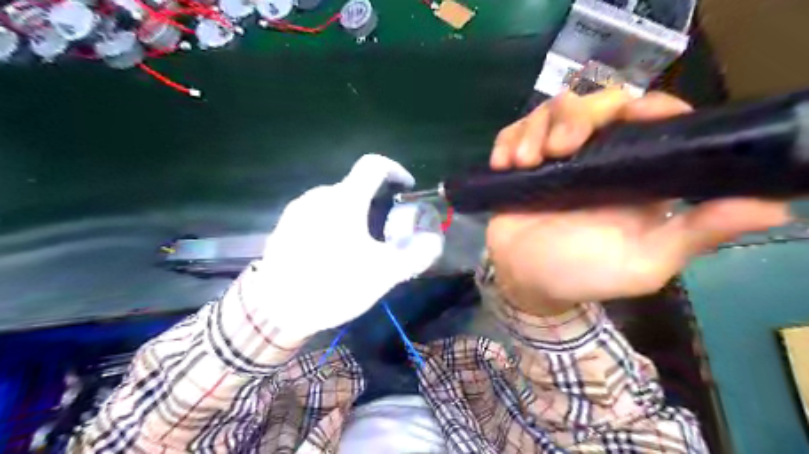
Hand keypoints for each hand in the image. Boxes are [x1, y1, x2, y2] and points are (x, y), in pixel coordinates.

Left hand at [252, 153, 443, 337]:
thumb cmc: (332, 285)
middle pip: (355, 186)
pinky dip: (334, 222)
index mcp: (345, 200)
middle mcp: (319, 196)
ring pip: (336, 201)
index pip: (373, 165)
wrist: (274, 310)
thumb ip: (415, 255)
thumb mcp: (382, 274)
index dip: (395, 170)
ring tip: (360, 244)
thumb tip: (433, 241)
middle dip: (376, 201)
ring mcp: (298, 210)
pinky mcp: (285, 226)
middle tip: (385, 230)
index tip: (406, 189)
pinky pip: (317, 214)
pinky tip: (332, 252)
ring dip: (354, 213)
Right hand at [486, 89, 790, 314]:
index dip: (644, 107)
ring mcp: (555, 158)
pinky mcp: (522, 163)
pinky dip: (508, 139)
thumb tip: (772, 208)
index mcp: (634, 174)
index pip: (650, 118)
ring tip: (523, 163)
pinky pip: (514, 131)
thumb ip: (694, 235)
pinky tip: (503, 163)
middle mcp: (597, 157)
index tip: (626, 116)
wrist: (524, 282)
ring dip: (534, 130)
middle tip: (556, 151)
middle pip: (594, 103)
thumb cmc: (582, 274)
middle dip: (574, 117)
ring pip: (552, 110)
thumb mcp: (643, 263)